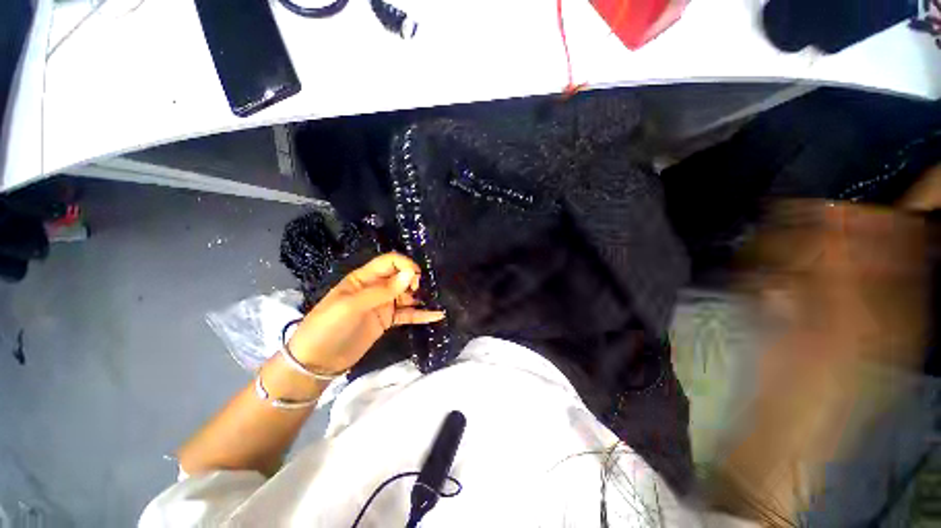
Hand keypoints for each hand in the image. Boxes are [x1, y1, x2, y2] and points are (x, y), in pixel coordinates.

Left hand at [287, 253, 444, 374]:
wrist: (316, 363)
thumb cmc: (328, 327)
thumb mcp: (352, 306)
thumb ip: (382, 291)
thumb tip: (410, 274)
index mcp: (363, 278)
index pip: (389, 262)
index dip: (405, 265)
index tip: (416, 278)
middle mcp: (375, 288)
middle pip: (401, 277)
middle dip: (414, 281)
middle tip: (420, 292)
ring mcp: (383, 305)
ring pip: (407, 295)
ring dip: (421, 296)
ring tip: (437, 300)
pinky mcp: (387, 321)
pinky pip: (407, 314)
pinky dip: (421, 314)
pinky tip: (437, 315)